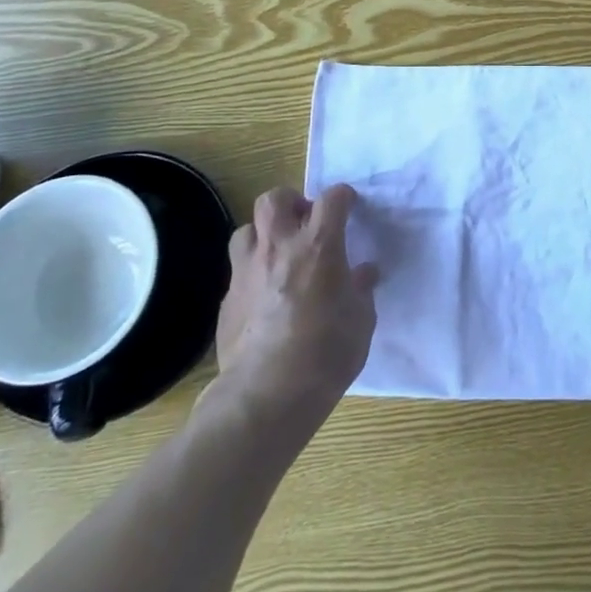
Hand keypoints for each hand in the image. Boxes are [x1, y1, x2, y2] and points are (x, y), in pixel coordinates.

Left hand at [205, 184, 377, 430]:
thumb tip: (364, 272)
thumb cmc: (327, 352)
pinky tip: (264, 295)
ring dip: (264, 233)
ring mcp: (247, 271)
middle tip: (306, 223)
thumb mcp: (362, 319)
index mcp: (319, 245)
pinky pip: (238, 269)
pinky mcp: (227, 299)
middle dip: (292, 202)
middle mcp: (279, 247)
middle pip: (274, 198)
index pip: (332, 198)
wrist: (267, 394)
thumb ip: (361, 288)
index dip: (343, 197)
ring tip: (279, 253)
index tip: (350, 206)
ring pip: (246, 229)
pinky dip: (253, 271)